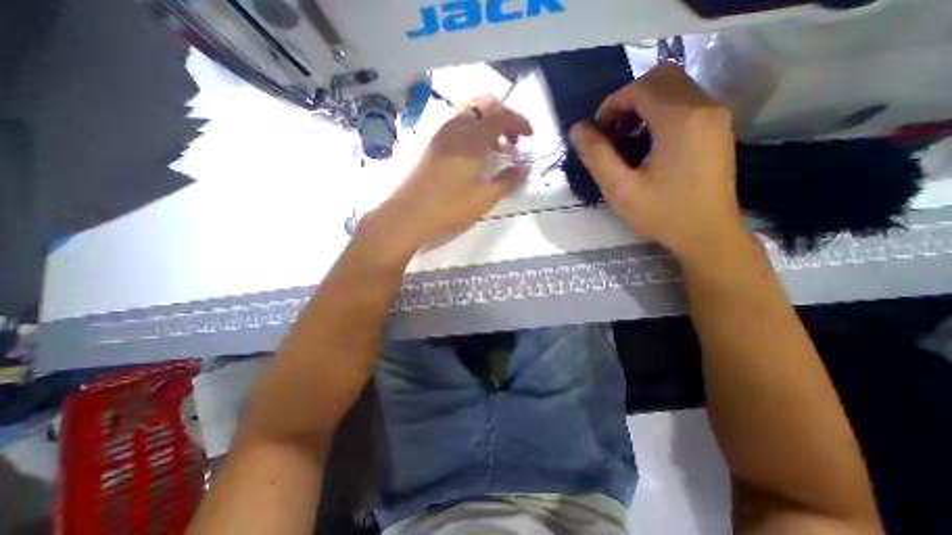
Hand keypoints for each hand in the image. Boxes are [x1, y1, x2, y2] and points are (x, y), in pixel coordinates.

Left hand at [368, 94, 534, 252]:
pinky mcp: (432, 143)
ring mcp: (441, 134)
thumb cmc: (449, 208)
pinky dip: (472, 129)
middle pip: (484, 104)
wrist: (408, 214)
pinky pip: (457, 124)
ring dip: (487, 123)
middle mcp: (456, 128)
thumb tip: (525, 169)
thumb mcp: (483, 198)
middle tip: (512, 141)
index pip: (502, 116)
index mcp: (472, 139)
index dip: (520, 121)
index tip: (531, 137)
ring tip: (495, 149)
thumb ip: (507, 181)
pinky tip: (474, 154)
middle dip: (504, 117)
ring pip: (469, 112)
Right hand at [567, 64, 747, 260]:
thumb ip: (596, 156)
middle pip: (662, 77)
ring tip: (626, 136)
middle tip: (612, 129)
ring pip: (675, 86)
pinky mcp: (718, 127)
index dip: (613, 102)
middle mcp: (704, 107)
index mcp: (680, 121)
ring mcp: (716, 115)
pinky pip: (686, 101)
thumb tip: (577, 129)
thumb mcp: (620, 189)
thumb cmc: (662, 214)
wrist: (708, 234)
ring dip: (645, 103)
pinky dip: (661, 110)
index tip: (598, 129)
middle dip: (629, 98)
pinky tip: (648, 141)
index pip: (642, 88)